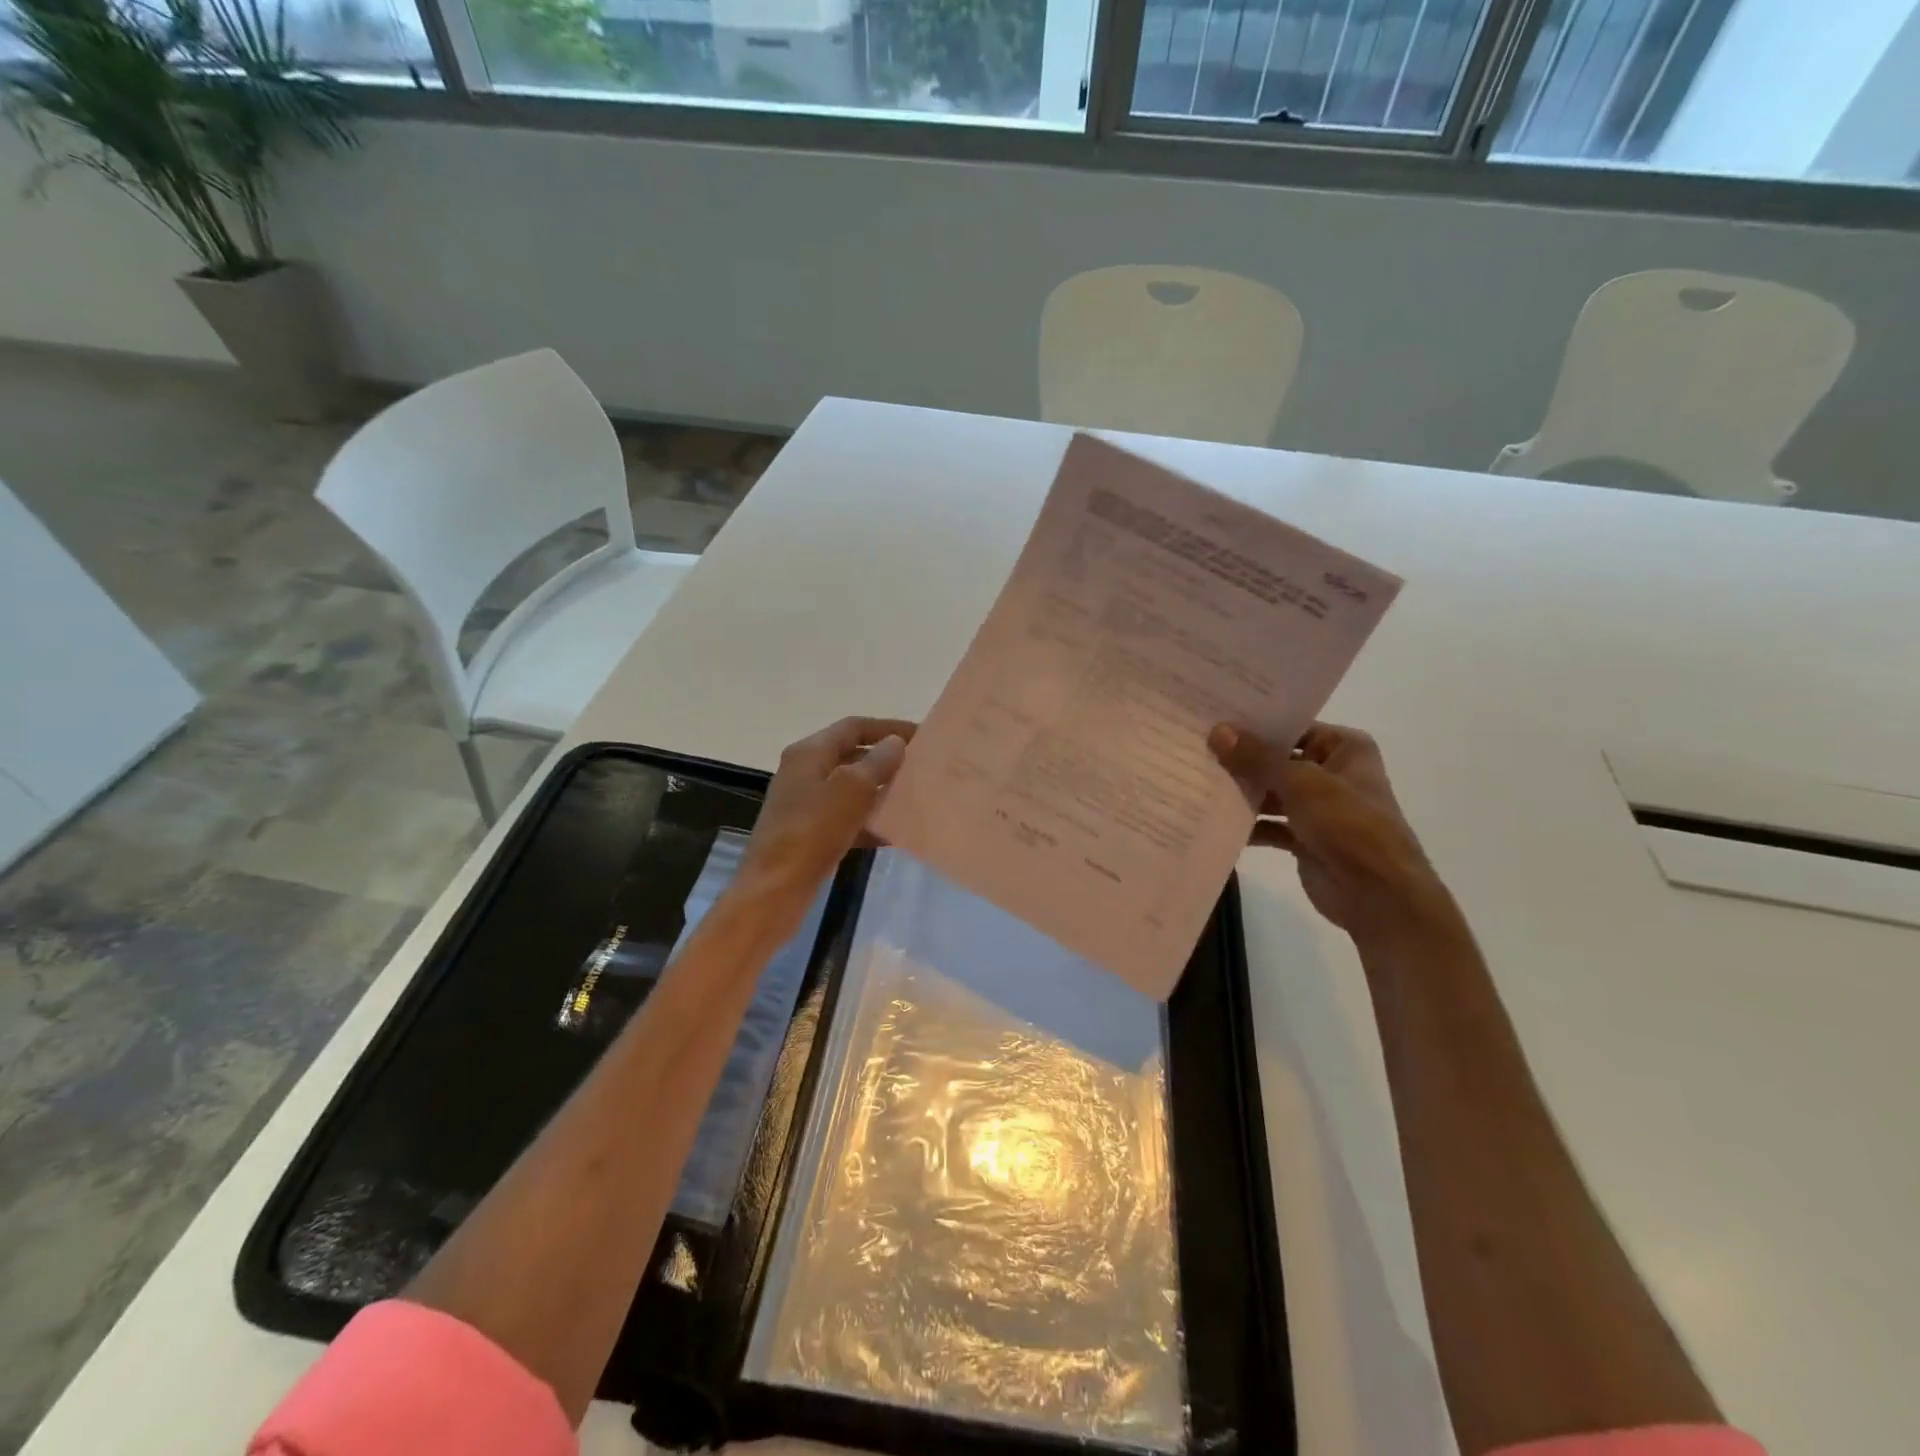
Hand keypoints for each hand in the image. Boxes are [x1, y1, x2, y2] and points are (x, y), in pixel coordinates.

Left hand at [733, 717, 915, 918]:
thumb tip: (895, 743)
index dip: (888, 728)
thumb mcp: (851, 790)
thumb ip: (877, 763)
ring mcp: (805, 804)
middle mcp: (804, 772)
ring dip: (880, 791)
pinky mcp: (810, 833)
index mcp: (809, 753)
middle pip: (851, 755)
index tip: (922, 737)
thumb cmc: (813, 831)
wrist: (775, 890)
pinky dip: (868, 821)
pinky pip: (846, 818)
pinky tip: (893, 833)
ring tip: (913, 798)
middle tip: (921, 768)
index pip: (853, 727)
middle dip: (886, 760)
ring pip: (850, 789)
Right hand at [1210, 720, 1451, 939]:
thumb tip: (1217, 731)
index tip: (1213, 718)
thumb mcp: (1301, 783)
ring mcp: (1318, 808)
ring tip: (1196, 781)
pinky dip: (1247, 824)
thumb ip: (1257, 758)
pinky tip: (1212, 819)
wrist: (1378, 895)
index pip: (1292, 727)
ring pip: (1271, 793)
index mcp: (1345, 748)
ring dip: (1241, 793)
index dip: (1255, 725)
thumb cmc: (1349, 825)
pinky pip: (1269, 824)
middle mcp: (1332, 772)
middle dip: (1241, 760)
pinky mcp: (1304, 838)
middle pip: (1278, 760)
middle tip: (1195, 747)